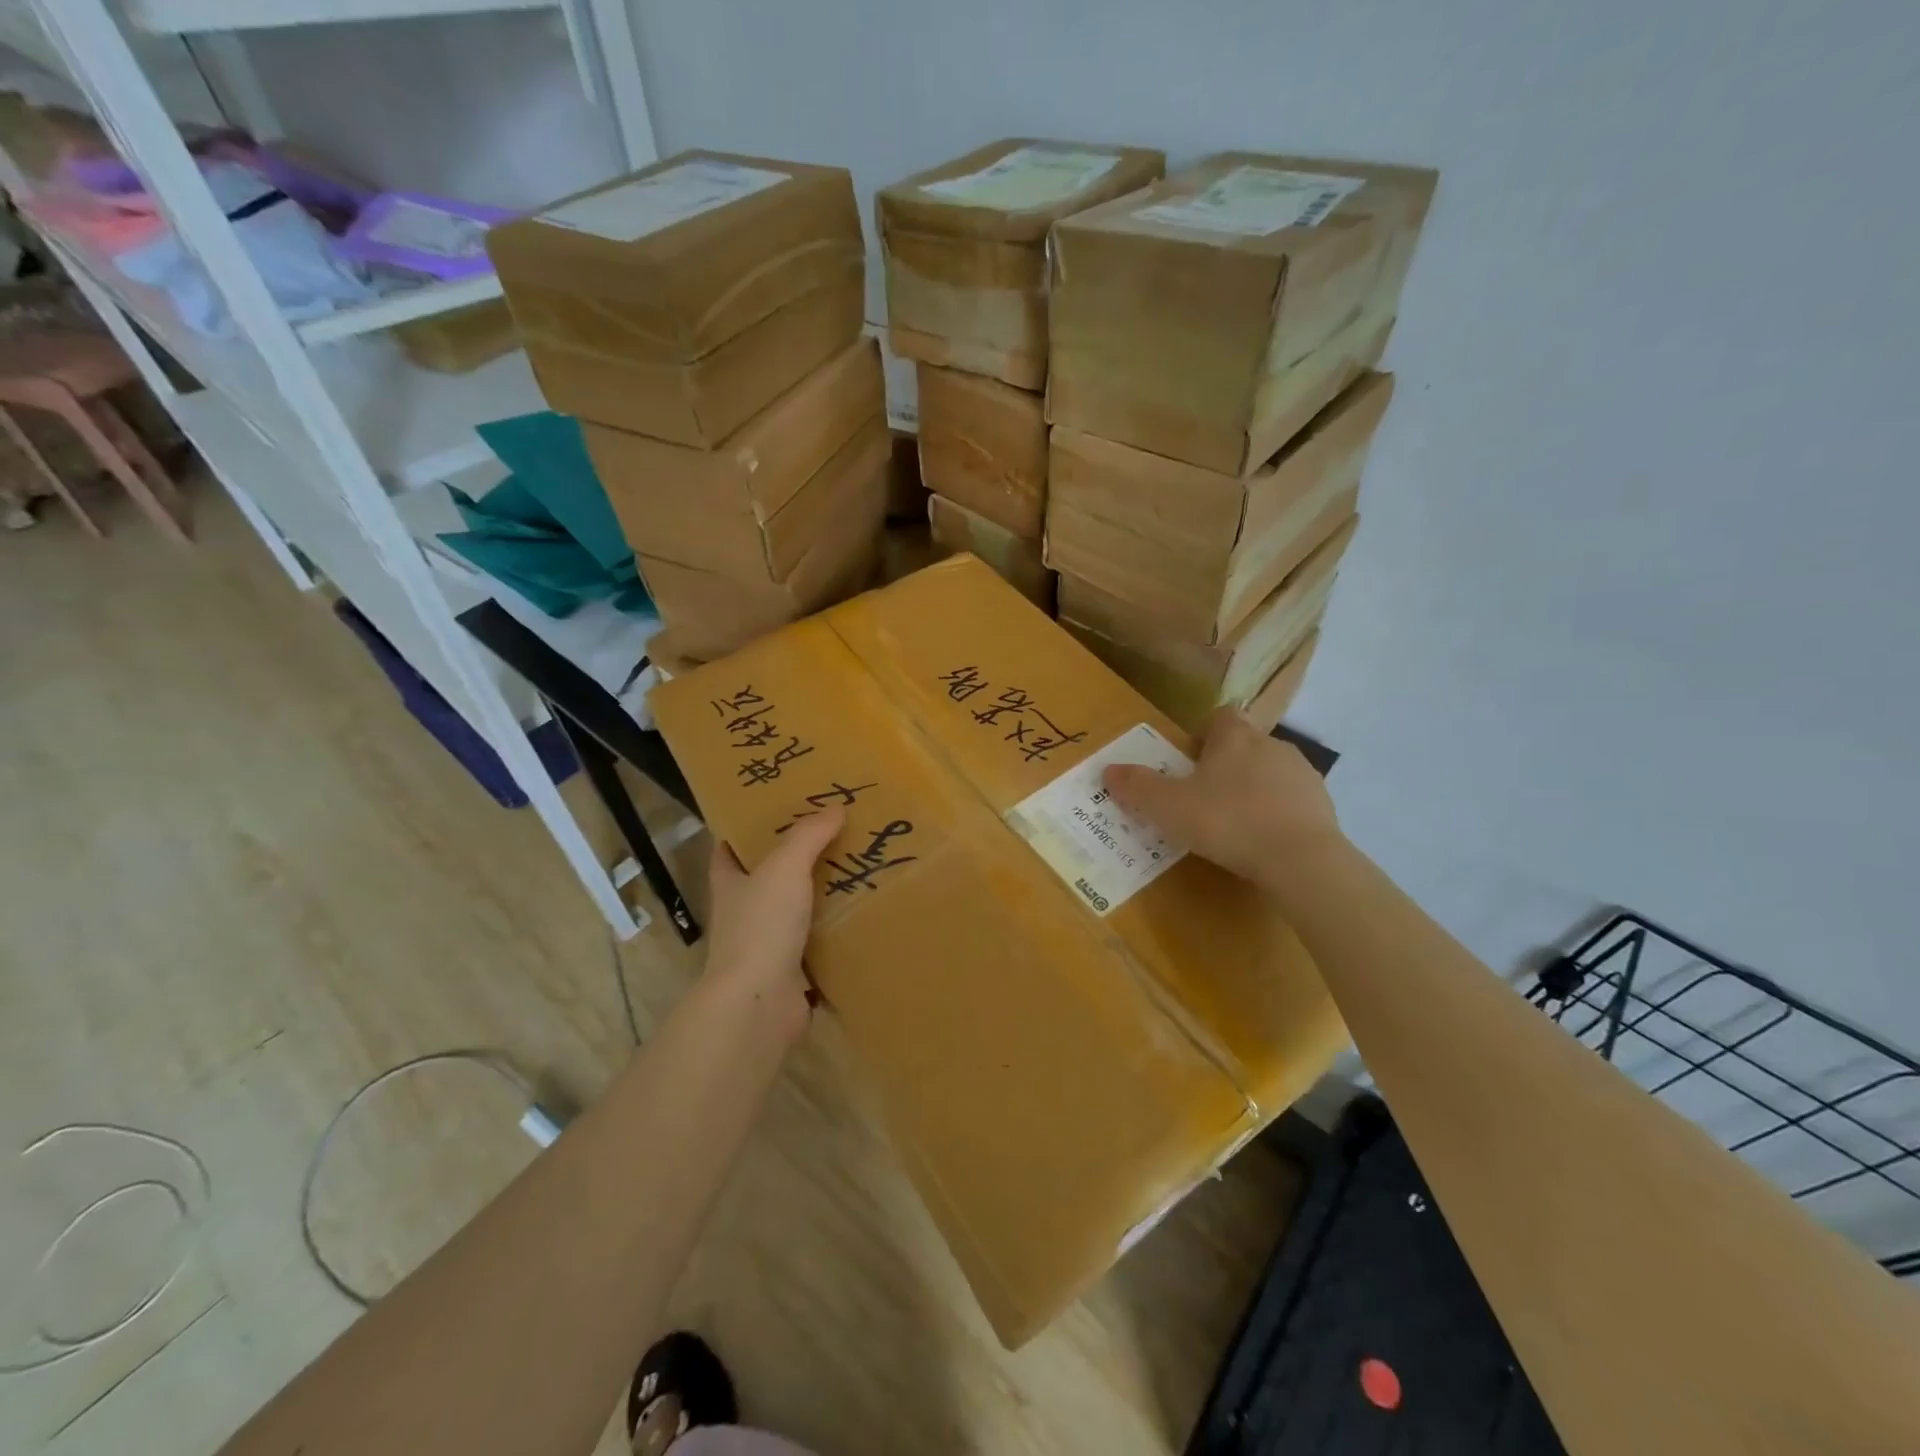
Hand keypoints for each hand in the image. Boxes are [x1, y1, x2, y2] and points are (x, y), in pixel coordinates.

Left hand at [701, 807, 844, 1042]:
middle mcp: (744, 911)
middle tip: (831, 832)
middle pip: (767, 877)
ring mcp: (766, 943)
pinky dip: (835, 930)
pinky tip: (863, 914)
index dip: (744, 830)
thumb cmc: (761, 926)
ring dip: (819, 894)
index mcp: (731, 883)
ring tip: (857, 867)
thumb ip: (808, 836)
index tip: (774, 810)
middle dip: (794, 858)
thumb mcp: (784, 867)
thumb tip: (835, 808)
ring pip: (795, 909)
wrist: (760, 1003)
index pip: (728, 849)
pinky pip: (817, 941)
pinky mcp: (791, 970)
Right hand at [1102, 708, 1342, 887]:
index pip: (1220, 716)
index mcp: (1234, 737)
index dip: (1204, 733)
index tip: (1190, 758)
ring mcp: (1302, 774)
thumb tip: (1108, 770)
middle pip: (1245, 744)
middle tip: (1202, 797)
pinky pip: (1292, 802)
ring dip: (1253, 789)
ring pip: (1270, 772)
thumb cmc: (1227, 821)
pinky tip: (1263, 841)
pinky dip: (1277, 814)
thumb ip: (1138, 787)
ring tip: (1234, 823)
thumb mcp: (1168, 807)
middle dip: (1226, 764)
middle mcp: (1271, 745)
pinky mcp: (1323, 805)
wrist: (1300, 859)